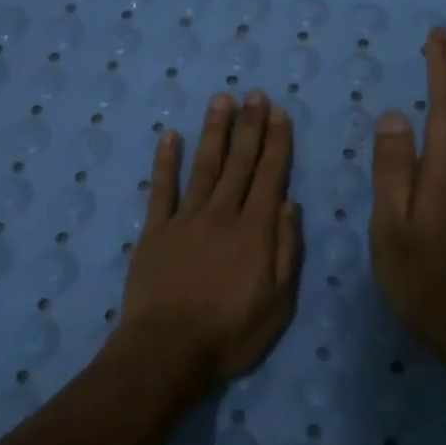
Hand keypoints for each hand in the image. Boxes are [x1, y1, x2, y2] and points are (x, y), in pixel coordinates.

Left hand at [110, 90, 302, 398]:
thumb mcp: (278, 302)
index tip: (279, 113)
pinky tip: (170, 136)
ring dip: (214, 132)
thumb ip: (286, 250)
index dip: (276, 143)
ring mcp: (185, 219)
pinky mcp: (155, 230)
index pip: (270, 176)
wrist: (168, 350)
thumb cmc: (230, 333)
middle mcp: (222, 214)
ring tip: (221, 100)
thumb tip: (290, 204)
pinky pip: (161, 189)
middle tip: (255, 94)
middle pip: (239, 163)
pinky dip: (166, 162)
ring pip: (204, 166)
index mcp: (254, 231)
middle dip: (249, 126)